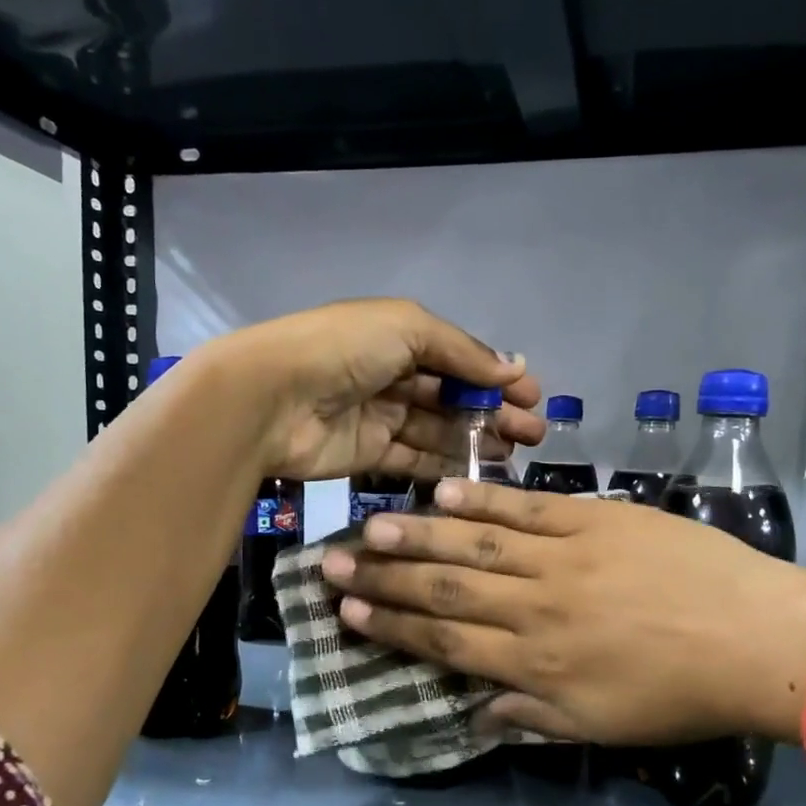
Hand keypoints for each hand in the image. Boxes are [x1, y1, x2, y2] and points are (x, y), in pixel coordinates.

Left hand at [207, 300, 543, 480]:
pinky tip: (478, 476)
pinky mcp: (369, 455)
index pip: (458, 358)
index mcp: (399, 337)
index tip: (533, 398)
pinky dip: (444, 467)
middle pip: (453, 397)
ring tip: (515, 455)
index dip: (496, 377)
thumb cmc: (343, 350)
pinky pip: (414, 461)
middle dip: (494, 413)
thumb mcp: (407, 329)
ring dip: (476, 441)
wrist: (272, 399)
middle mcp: (392, 376)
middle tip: (534, 434)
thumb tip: (513, 368)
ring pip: (438, 431)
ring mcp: (380, 417)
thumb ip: (462, 351)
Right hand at [318, 480, 805, 743]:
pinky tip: (446, 493)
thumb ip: (530, 716)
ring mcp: (564, 558)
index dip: (392, 627)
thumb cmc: (679, 695)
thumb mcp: (600, 729)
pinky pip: (528, 508)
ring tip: (372, 525)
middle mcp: (534, 608)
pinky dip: (483, 501)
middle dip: (384, 578)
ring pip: (476, 545)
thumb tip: (473, 714)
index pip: (445, 640)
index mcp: (534, 663)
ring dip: (419, 536)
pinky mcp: (596, 520)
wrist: (756, 640)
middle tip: (333, 564)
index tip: (350, 613)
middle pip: (445, 589)